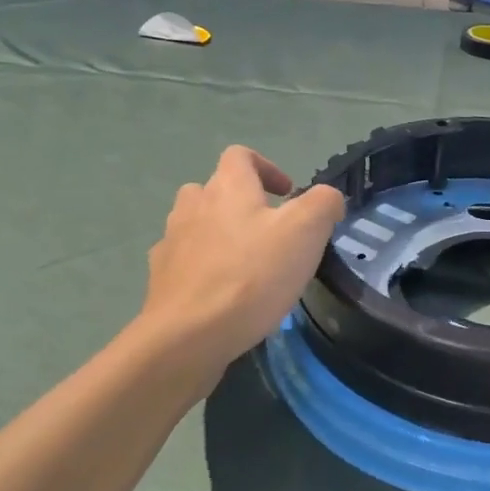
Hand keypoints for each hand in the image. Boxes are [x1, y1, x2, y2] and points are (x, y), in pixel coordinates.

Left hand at [138, 146, 346, 374]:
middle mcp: (193, 206)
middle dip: (242, 202)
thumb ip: (324, 204)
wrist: (189, 335)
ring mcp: (171, 242)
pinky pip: (184, 260)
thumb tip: (328, 199)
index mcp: (228, 187)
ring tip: (246, 262)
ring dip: (219, 233)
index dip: (267, 167)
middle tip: (270, 231)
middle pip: (214, 188)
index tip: (288, 194)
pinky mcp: (161, 279)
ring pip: (195, 224)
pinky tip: (221, 292)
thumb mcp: (306, 231)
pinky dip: (202, 267)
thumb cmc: (252, 275)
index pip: (241, 156)